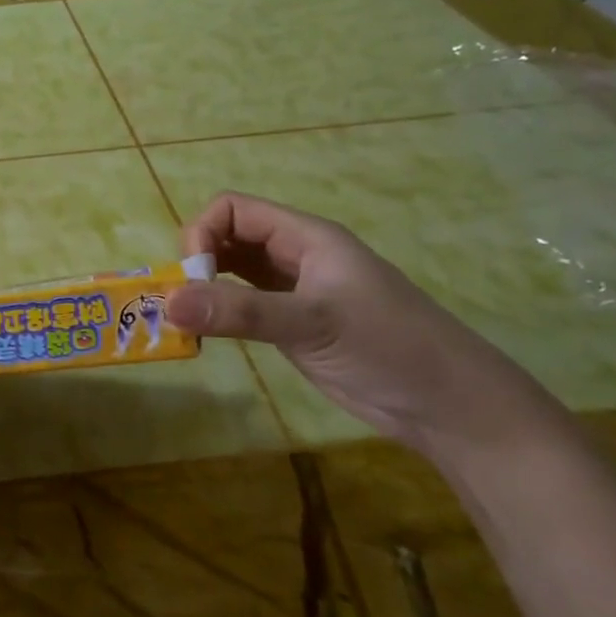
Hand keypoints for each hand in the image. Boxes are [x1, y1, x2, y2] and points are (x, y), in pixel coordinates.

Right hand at [167, 193, 574, 464]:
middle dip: (197, 263)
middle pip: (228, 238)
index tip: (192, 279)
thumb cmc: (389, 348)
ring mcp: (293, 291)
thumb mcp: (312, 323)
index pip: (233, 210)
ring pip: (232, 273)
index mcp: (306, 237)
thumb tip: (167, 301)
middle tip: (180, 306)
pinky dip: (218, 313)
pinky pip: (242, 305)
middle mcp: (295, 256)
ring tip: (184, 321)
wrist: (448, 405)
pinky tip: (207, 334)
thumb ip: (240, 311)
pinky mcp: (292, 325)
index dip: (202, 234)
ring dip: (204, 289)